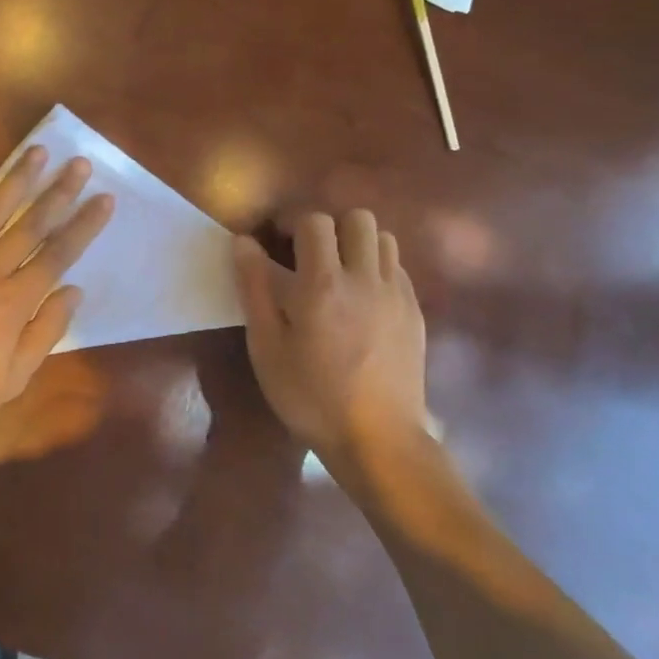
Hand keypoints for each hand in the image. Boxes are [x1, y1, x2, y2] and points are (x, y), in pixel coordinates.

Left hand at [0, 142, 113, 433]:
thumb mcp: (13, 379)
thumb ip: (46, 332)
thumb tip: (74, 291)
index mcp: (16, 301)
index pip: (58, 254)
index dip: (84, 225)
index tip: (105, 199)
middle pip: (31, 223)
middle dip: (59, 192)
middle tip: (79, 163)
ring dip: (16, 178)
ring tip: (37, 150)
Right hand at [232, 212, 427, 480]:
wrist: (378, 440)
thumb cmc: (310, 396)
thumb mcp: (266, 347)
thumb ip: (254, 288)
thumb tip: (243, 242)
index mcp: (324, 283)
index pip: (315, 221)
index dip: (292, 222)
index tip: (277, 243)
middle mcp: (366, 278)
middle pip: (359, 218)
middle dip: (331, 227)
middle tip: (310, 256)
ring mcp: (397, 295)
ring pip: (385, 239)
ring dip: (358, 245)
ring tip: (339, 274)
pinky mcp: (415, 314)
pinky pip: (398, 270)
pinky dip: (378, 270)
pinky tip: (362, 302)